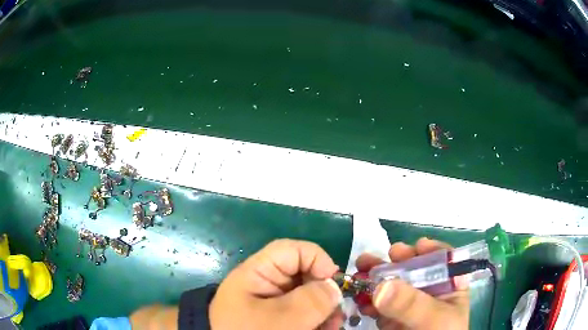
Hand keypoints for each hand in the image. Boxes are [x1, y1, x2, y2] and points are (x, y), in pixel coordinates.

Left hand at [209, 239, 343, 329]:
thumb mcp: (281, 320)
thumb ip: (311, 301)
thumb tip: (333, 287)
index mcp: (256, 274)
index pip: (290, 251)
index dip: (317, 259)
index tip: (334, 283)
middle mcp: (265, 286)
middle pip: (303, 275)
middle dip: (324, 293)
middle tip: (336, 314)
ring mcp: (272, 304)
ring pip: (307, 297)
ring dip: (324, 311)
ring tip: (332, 326)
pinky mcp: (279, 319)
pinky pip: (303, 314)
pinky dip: (317, 321)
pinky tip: (323, 329)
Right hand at [356, 238, 468, 329]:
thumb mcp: (433, 319)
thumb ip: (412, 304)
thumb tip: (381, 285)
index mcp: (449, 286)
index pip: (443, 261)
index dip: (430, 250)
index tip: (415, 247)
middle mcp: (429, 292)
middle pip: (413, 269)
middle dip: (394, 262)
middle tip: (377, 257)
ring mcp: (408, 305)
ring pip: (392, 285)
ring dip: (374, 278)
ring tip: (359, 273)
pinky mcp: (391, 317)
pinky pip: (379, 304)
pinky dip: (368, 299)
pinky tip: (361, 300)